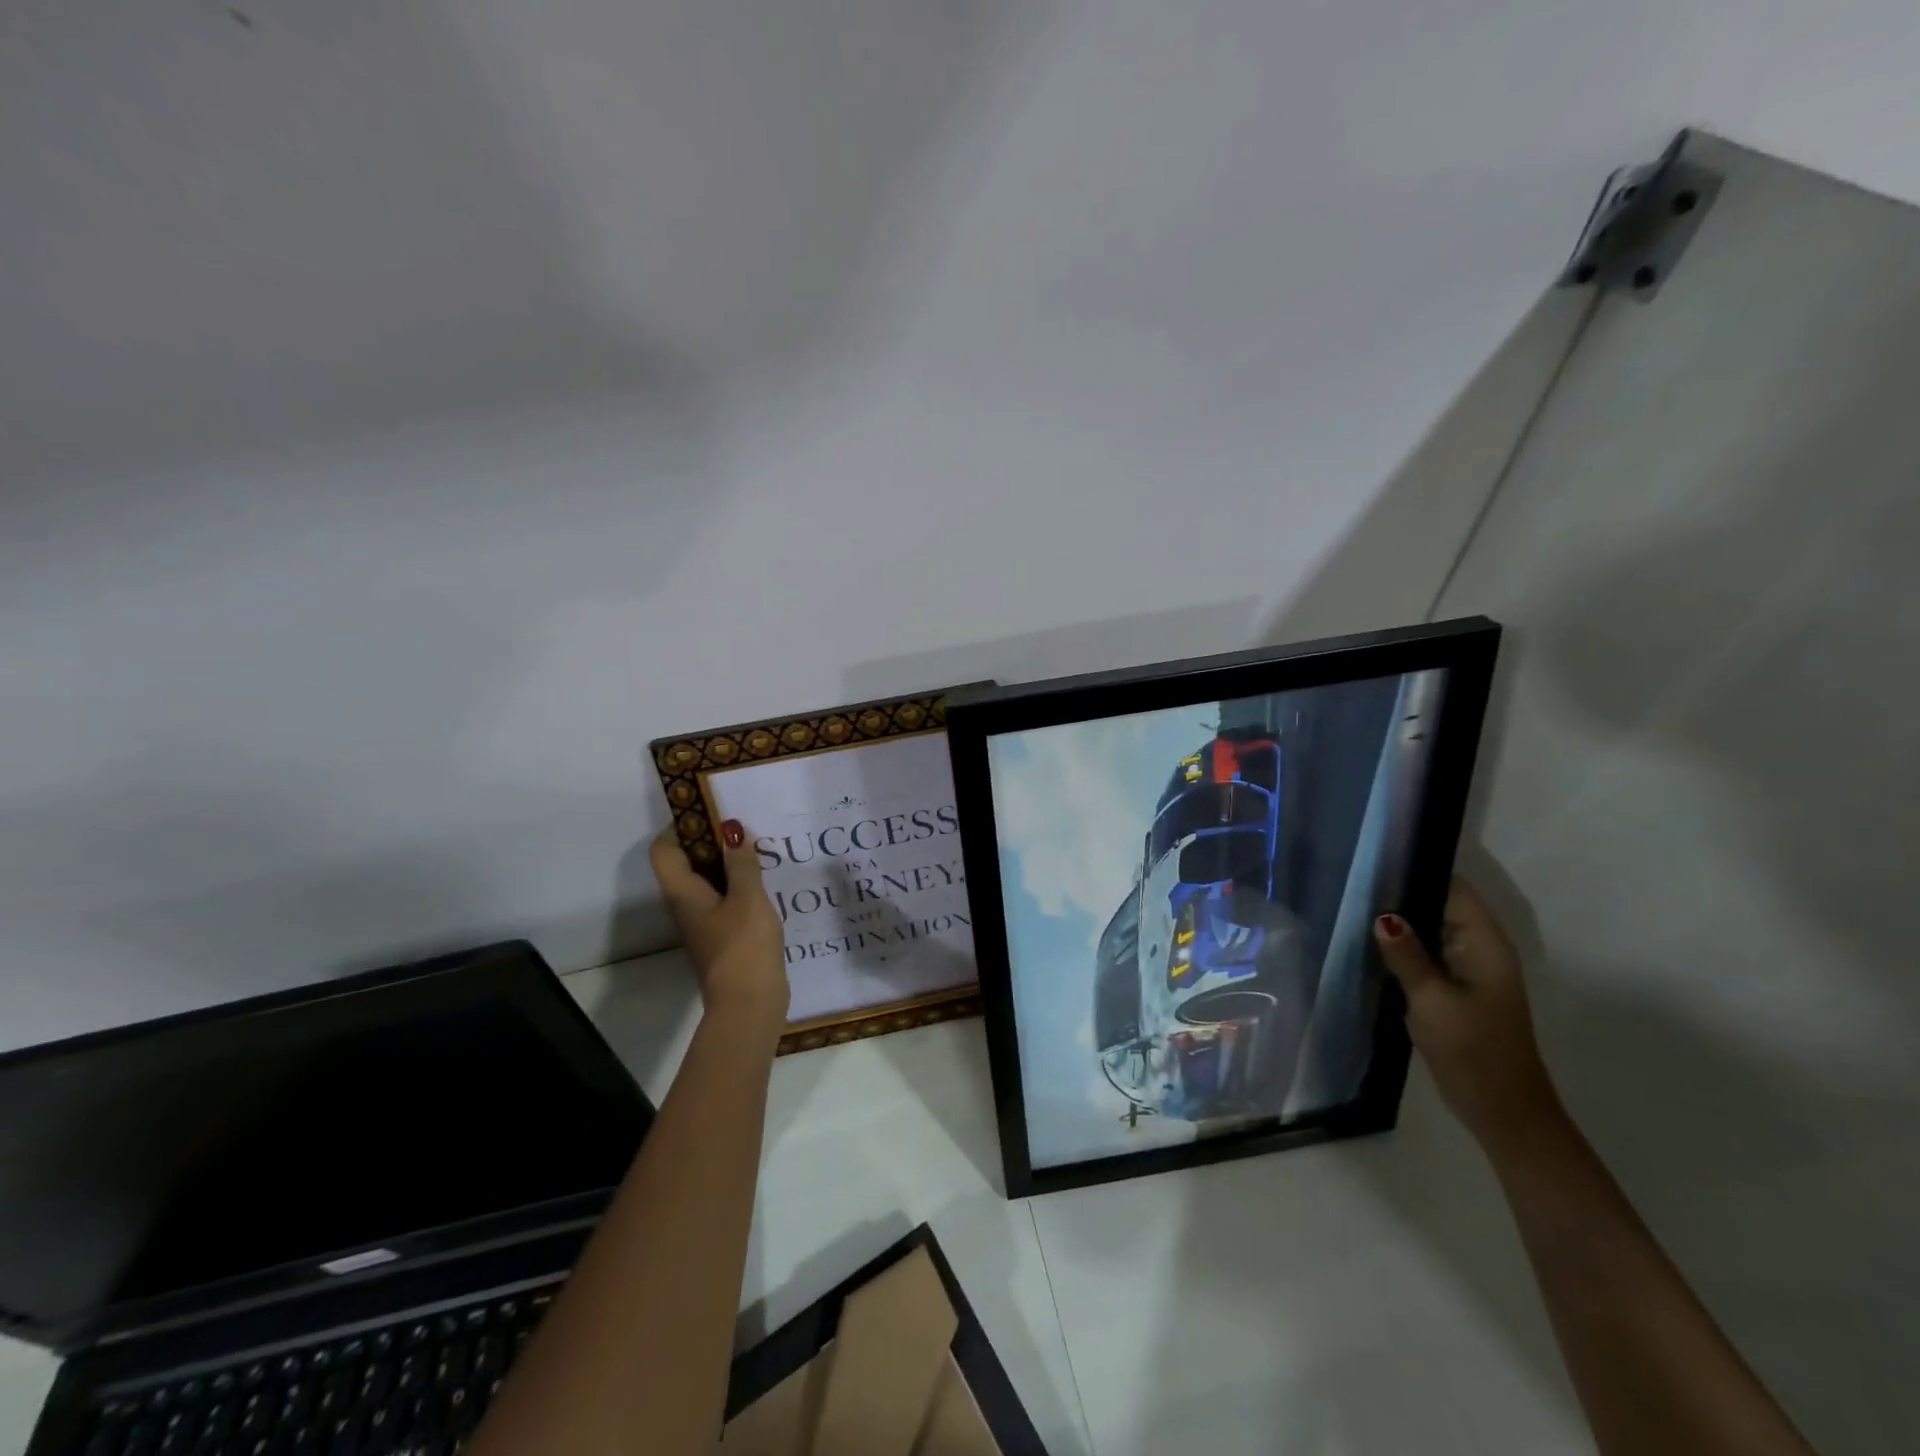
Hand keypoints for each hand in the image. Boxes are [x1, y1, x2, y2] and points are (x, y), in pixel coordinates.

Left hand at [650, 822, 788, 1030]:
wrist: (749, 1003)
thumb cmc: (743, 945)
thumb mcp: (748, 897)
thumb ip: (742, 862)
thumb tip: (733, 830)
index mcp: (683, 893)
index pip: (663, 850)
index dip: (680, 826)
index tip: (711, 812)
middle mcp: (686, 906)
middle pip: (686, 863)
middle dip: (710, 840)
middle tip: (741, 825)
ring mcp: (703, 923)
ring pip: (707, 881)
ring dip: (727, 863)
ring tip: (758, 848)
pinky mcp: (722, 937)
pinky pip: (724, 899)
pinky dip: (738, 885)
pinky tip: (765, 881)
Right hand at [1374, 879, 1560, 1152]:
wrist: (1503, 1111)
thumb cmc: (1472, 1050)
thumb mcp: (1432, 1000)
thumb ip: (1406, 954)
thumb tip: (1382, 915)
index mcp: (1485, 944)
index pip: (1452, 888)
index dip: (1417, 870)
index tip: (1373, 861)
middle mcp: (1479, 948)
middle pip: (1438, 905)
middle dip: (1399, 895)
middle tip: (1350, 883)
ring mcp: (1467, 969)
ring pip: (1428, 930)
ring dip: (1398, 923)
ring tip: (1350, 906)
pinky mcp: (1453, 988)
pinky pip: (1425, 954)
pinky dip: (1402, 947)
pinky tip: (1367, 944)